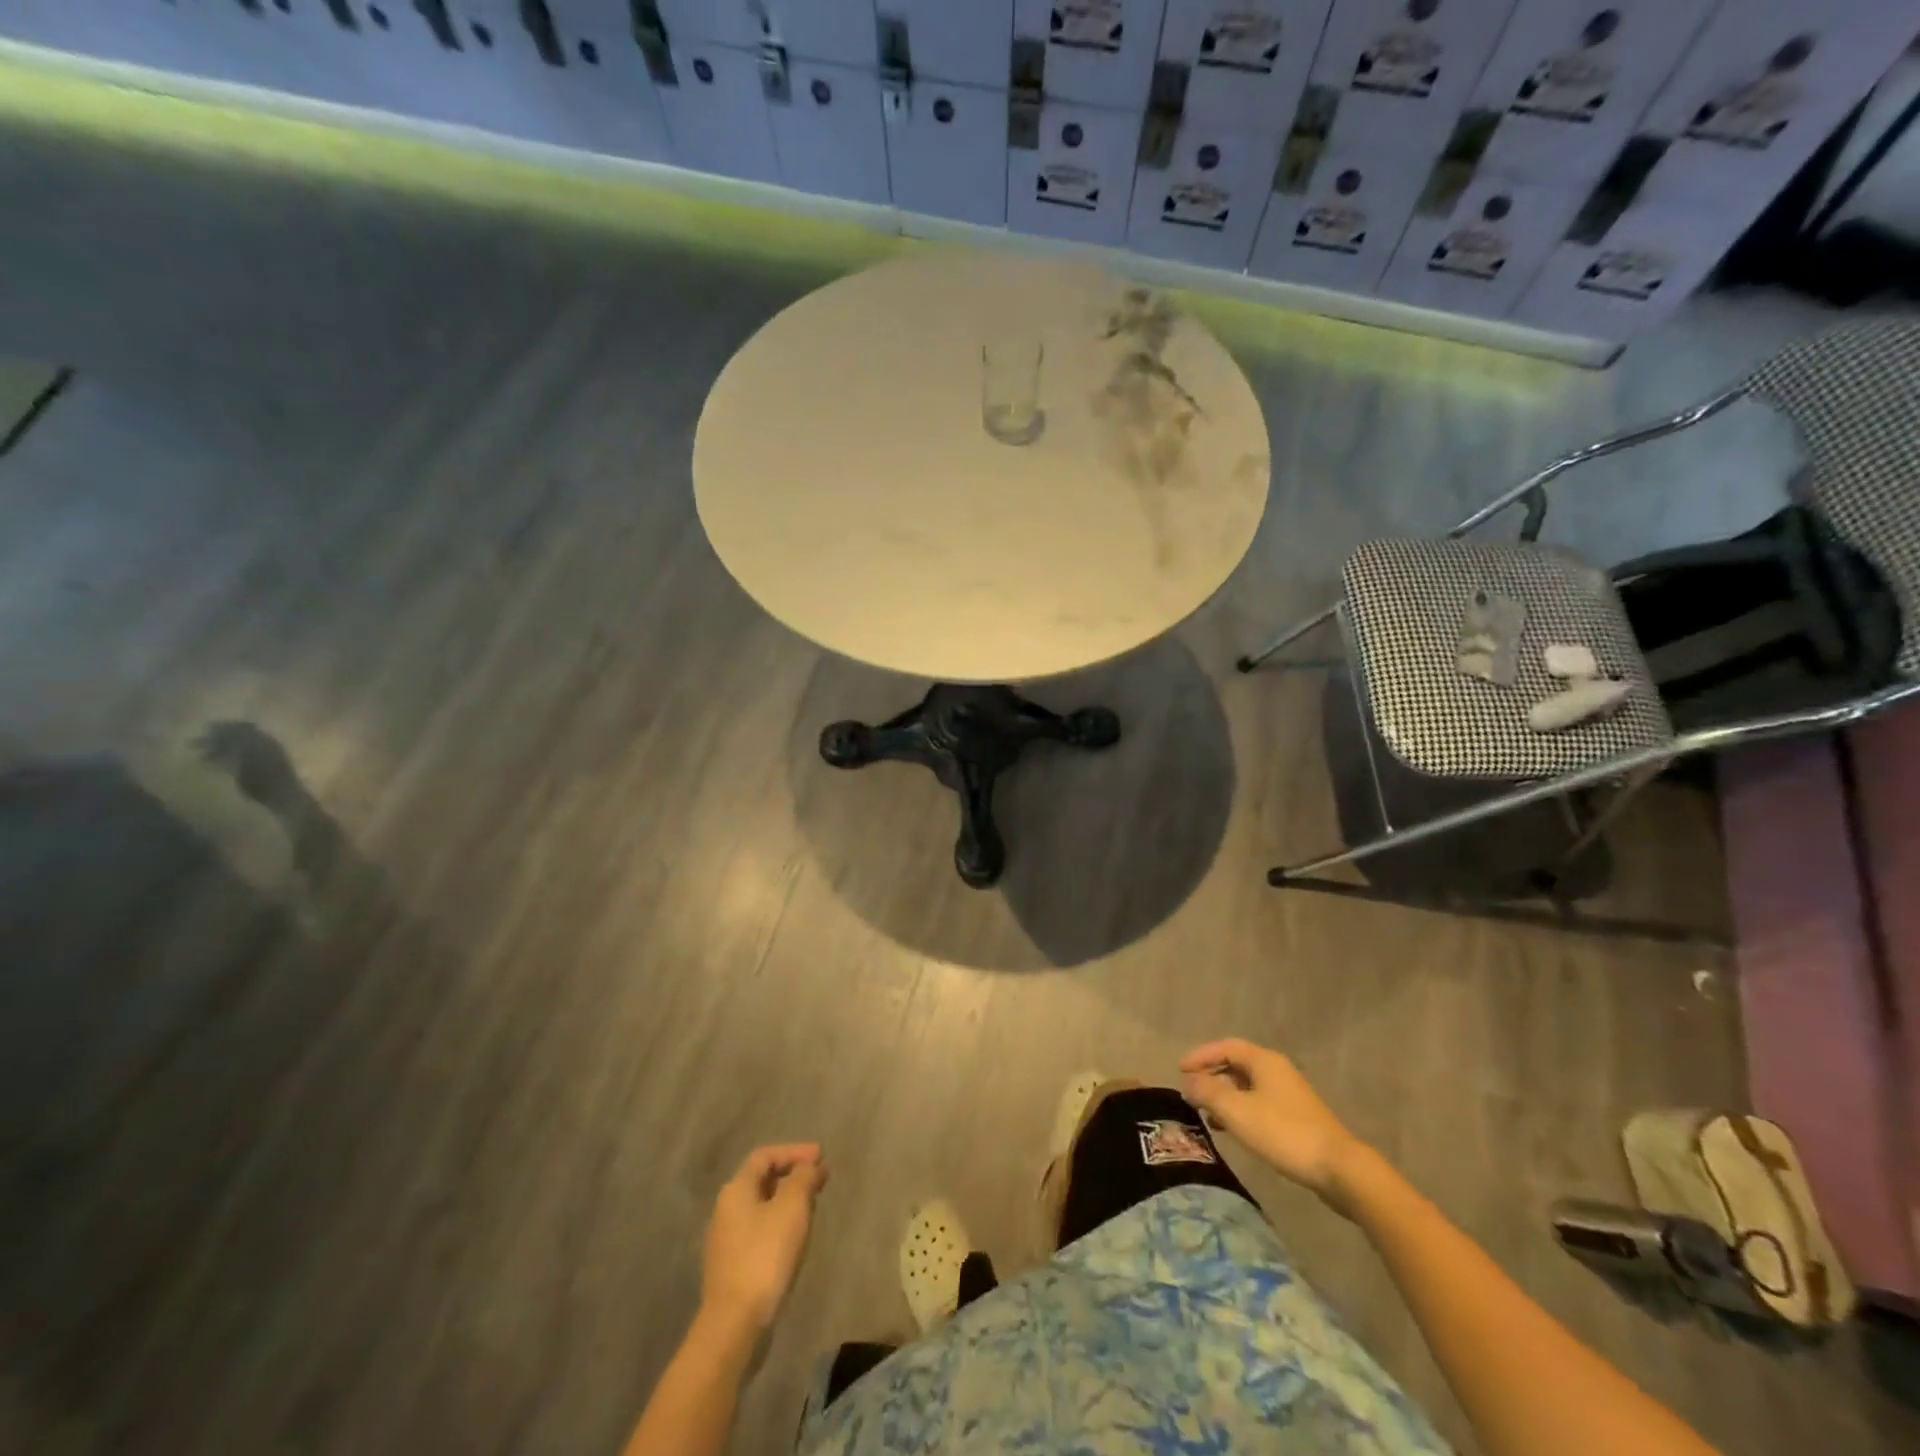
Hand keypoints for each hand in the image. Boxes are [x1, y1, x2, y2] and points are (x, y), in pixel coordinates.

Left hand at [700, 1144, 827, 1331]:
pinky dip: (780, 1224)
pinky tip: (795, 1237)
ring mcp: (726, 1241)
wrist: (734, 1324)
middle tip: (820, 1180)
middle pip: (762, 1180)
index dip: (794, 1151)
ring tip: (812, 1206)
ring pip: (762, 1207)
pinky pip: (759, 1231)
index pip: (765, 1156)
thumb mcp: (792, 1208)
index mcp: (736, 1190)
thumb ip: (803, 1178)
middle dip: (792, 1175)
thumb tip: (810, 1166)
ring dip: (788, 1200)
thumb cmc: (765, 1256)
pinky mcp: (732, 1267)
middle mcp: (726, 1210)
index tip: (821, 1157)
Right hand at [1180, 1039, 1368, 1206]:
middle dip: (1211, 1075)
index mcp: (1263, 1060)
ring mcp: (1289, 1094)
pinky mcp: (1297, 1116)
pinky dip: (1240, 1109)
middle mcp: (1277, 1070)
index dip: (1201, 1055)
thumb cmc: (1282, 1132)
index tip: (1180, 1069)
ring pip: (1247, 1085)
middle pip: (1237, 1064)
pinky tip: (1232, 1129)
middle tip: (1191, 1089)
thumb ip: (1208, 1092)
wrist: (1338, 1168)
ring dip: (1224, 1094)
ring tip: (1206, 1113)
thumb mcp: (1236, 1111)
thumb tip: (1189, 1082)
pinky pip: (1259, 1103)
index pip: (1225, 1047)